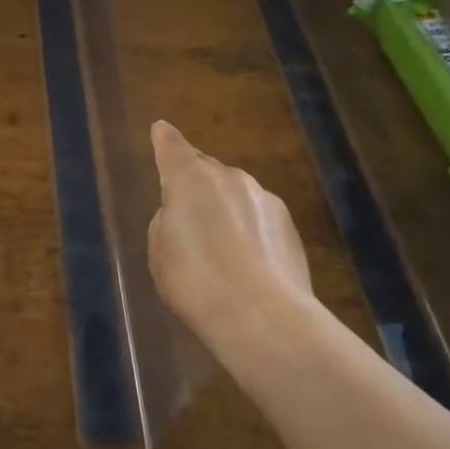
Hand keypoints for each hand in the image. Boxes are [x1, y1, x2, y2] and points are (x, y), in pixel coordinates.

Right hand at [148, 122, 315, 360]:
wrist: (264, 318)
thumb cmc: (196, 281)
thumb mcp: (160, 252)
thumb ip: (168, 221)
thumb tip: (183, 213)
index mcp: (188, 178)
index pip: (172, 146)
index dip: (164, 139)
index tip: (161, 131)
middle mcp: (228, 177)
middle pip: (206, 170)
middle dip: (196, 184)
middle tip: (187, 213)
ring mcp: (263, 198)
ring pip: (235, 194)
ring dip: (225, 209)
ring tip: (219, 247)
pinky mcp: (289, 225)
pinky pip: (258, 218)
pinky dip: (250, 230)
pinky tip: (247, 263)